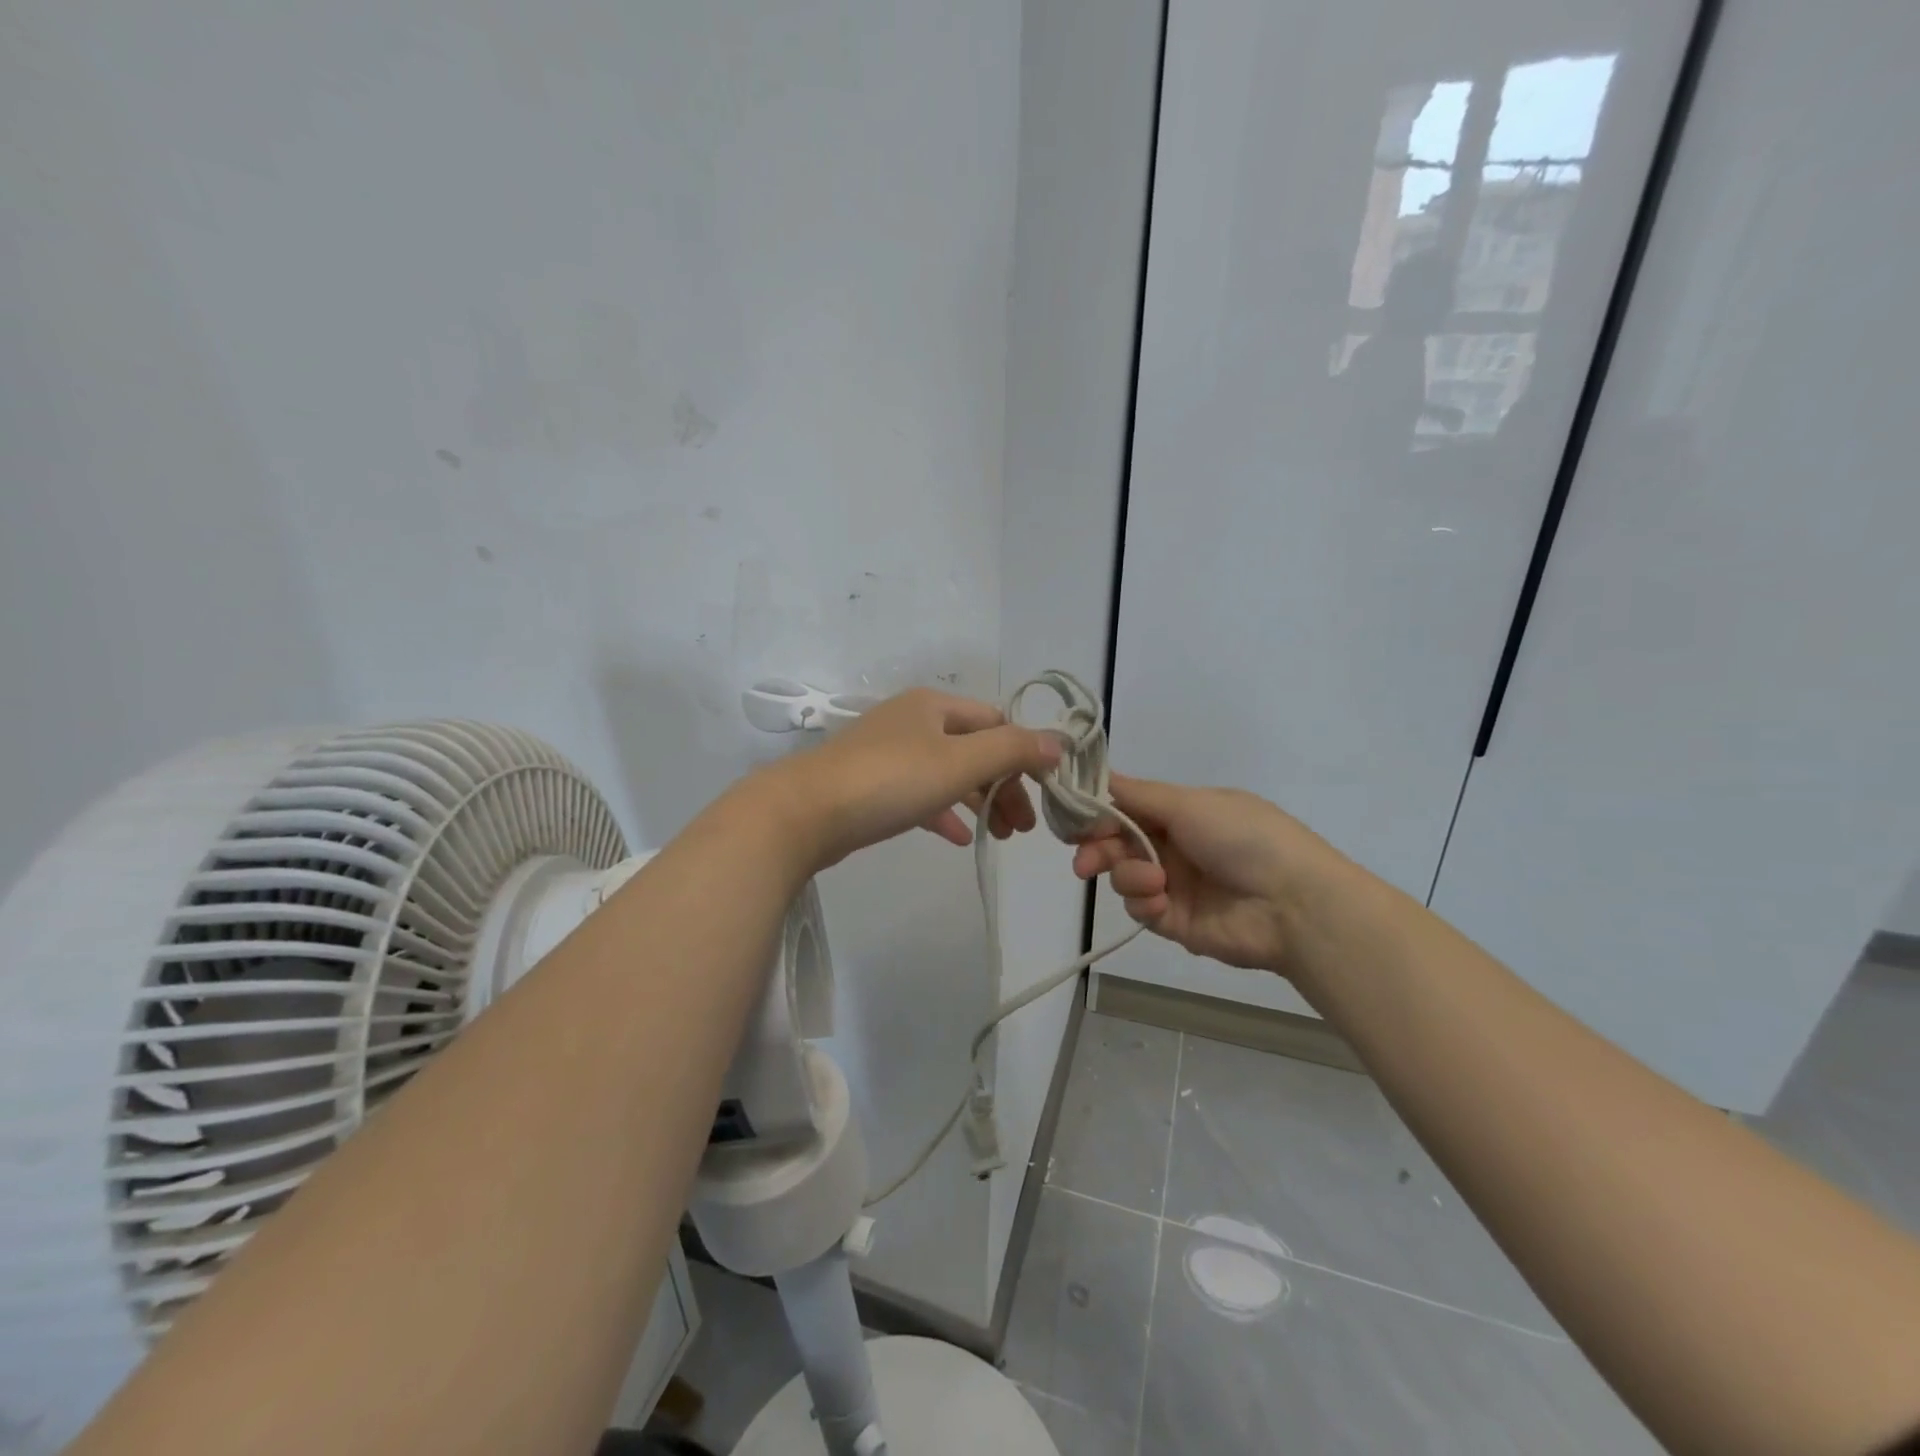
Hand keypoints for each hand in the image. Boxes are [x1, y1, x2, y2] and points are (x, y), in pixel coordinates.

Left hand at [759, 688, 1062, 868]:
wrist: (804, 813)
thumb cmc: (890, 780)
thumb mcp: (960, 762)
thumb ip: (1012, 751)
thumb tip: (1059, 742)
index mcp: (934, 705)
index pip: (996, 721)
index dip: (1025, 753)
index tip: (1045, 792)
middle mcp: (913, 721)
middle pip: (975, 749)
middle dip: (1005, 785)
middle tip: (1025, 827)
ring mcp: (888, 754)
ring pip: (949, 774)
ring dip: (980, 802)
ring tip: (1003, 835)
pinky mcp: (871, 787)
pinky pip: (921, 795)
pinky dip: (945, 813)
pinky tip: (960, 839)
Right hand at [1071, 774, 1328, 972]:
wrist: (1292, 904)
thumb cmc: (1242, 838)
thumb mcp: (1190, 804)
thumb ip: (1137, 795)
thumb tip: (1098, 773)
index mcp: (1182, 812)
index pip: (1126, 808)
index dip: (1098, 813)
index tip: (1073, 819)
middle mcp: (1174, 845)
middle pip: (1117, 843)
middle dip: (1098, 849)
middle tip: (1086, 862)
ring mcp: (1174, 884)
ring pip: (1124, 876)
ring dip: (1128, 876)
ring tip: (1152, 882)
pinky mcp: (1174, 921)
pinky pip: (1140, 908)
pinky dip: (1144, 902)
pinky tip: (1160, 900)